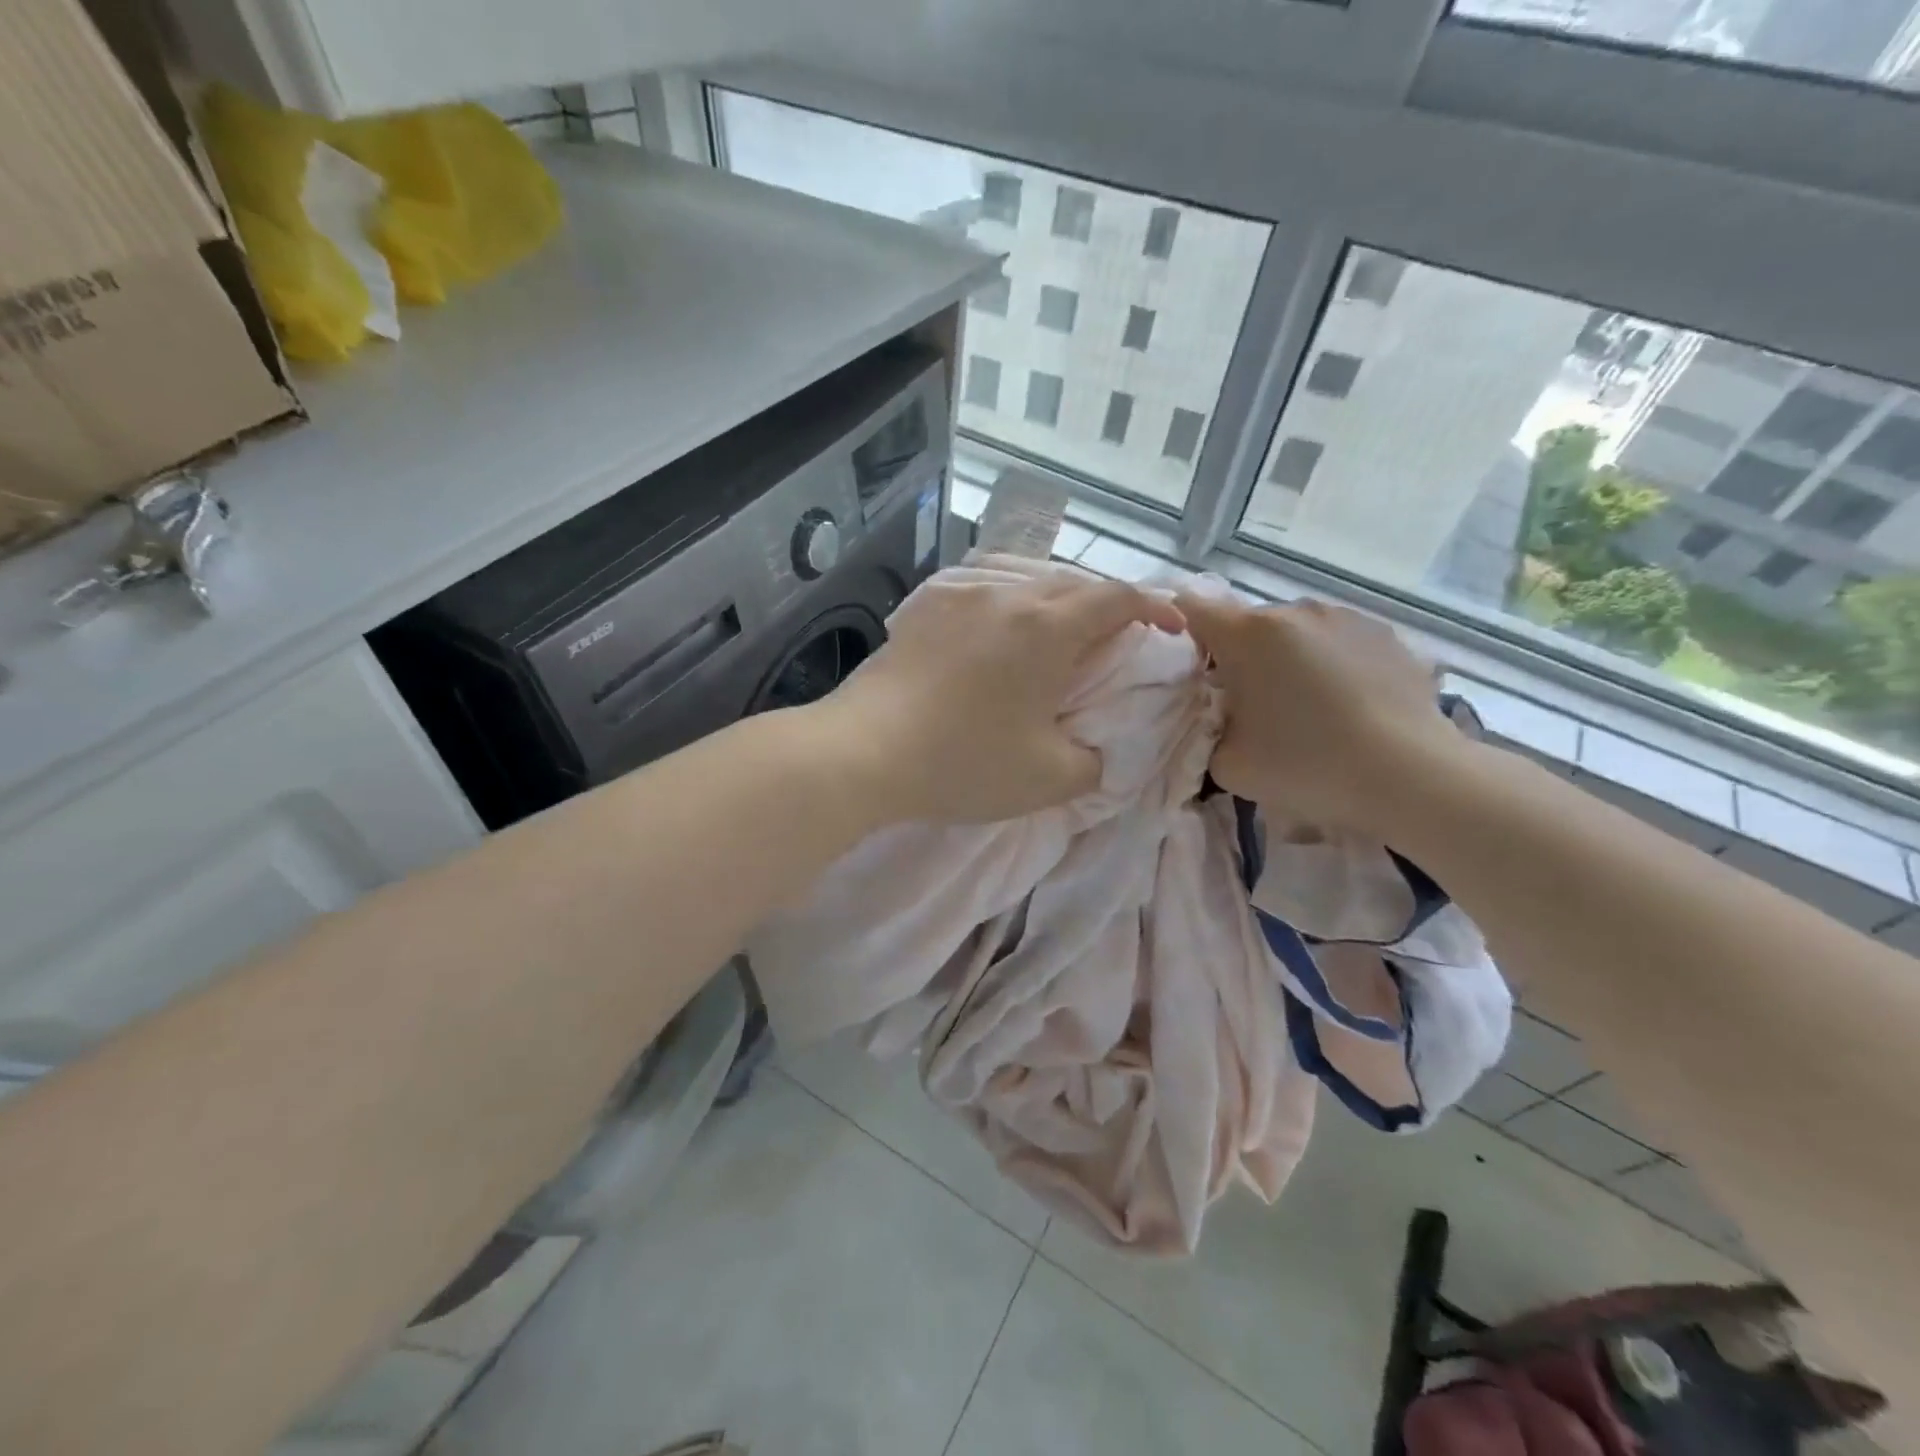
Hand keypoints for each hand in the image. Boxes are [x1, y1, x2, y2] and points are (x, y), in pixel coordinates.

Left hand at [822, 560, 1185, 823]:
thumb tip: (1094, 749)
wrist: (863, 751)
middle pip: (1073, 583)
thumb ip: (1093, 761)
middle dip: (1106, 606)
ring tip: (1057, 637)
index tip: (1170, 629)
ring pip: (1025, 582)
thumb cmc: (963, 761)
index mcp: (1048, 627)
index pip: (1119, 597)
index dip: (1155, 608)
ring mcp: (960, 597)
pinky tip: (997, 636)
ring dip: (1055, 603)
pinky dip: (1010, 608)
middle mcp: (1007, 597)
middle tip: (1113, 642)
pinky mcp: (923, 610)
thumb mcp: (1048, 778)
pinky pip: (984, 593)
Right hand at [1175, 594, 1467, 837]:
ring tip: (1306, 709)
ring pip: (1296, 633)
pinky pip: (1339, 643)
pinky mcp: (1387, 635)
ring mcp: (1347, 618)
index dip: (1181, 635)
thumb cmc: (1306, 765)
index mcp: (1249, 634)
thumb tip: (1219, 720)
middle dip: (1239, 657)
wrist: (1412, 776)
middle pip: (1247, 625)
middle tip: (1249, 707)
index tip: (1189, 671)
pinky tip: (1348, 708)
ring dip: (1288, 660)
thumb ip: (1208, 731)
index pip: (1192, 609)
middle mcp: (1296, 611)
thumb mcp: (1228, 764)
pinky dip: (1331, 666)